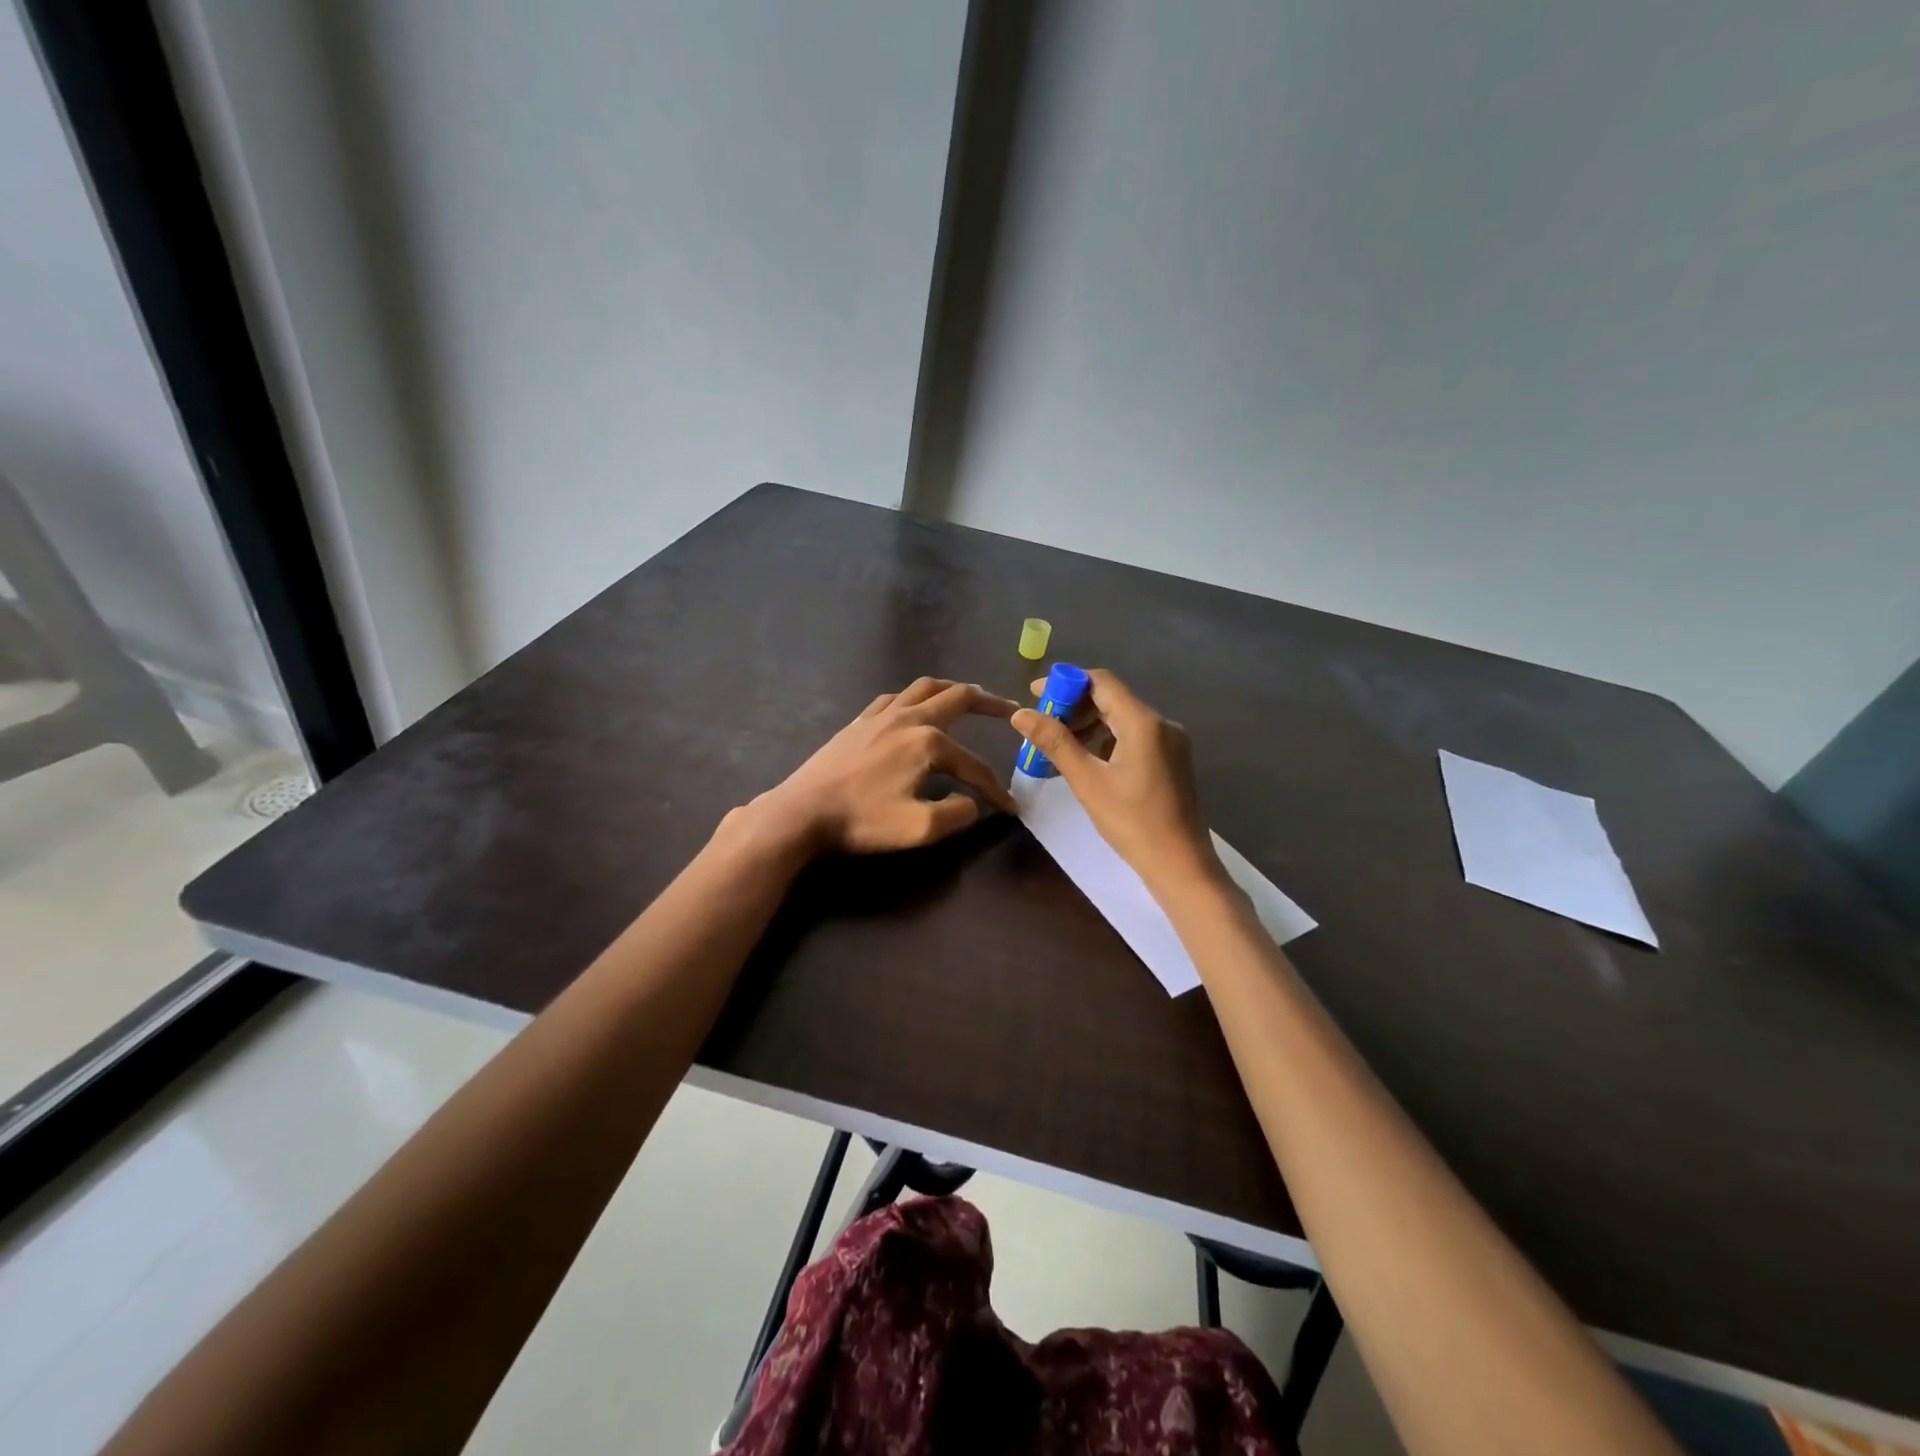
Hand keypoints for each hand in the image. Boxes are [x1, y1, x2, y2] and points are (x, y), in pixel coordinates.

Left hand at [742, 677, 1018, 855]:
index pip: (973, 764)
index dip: (995, 788)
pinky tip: (914, 708)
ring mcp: (880, 715)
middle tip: (1009, 709)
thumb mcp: (919, 828)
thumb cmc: (861, 820)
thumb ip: (957, 814)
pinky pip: (895, 697)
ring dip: (952, 689)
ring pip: (925, 688)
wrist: (802, 812)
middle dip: (989, 703)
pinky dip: (916, 697)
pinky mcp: (859, 722)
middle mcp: (908, 718)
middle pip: (957, 698)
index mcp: (928, 742)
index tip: (1011, 808)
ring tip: (968, 696)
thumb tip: (972, 803)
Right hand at [1010, 669, 1226, 900]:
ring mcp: (1170, 742)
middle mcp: (1161, 723)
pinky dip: (1106, 741)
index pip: (1101, 682)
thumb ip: (1055, 743)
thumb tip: (1020, 714)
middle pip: (1111, 699)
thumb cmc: (1132, 822)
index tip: (1035, 694)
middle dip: (1074, 707)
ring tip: (1058, 747)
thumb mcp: (1087, 782)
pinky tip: (1086, 761)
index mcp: (1143, 722)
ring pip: (1122, 719)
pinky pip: (1134, 737)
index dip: (1066, 682)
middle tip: (1041, 726)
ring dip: (1088, 725)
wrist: (1181, 864)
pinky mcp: (1172, 760)